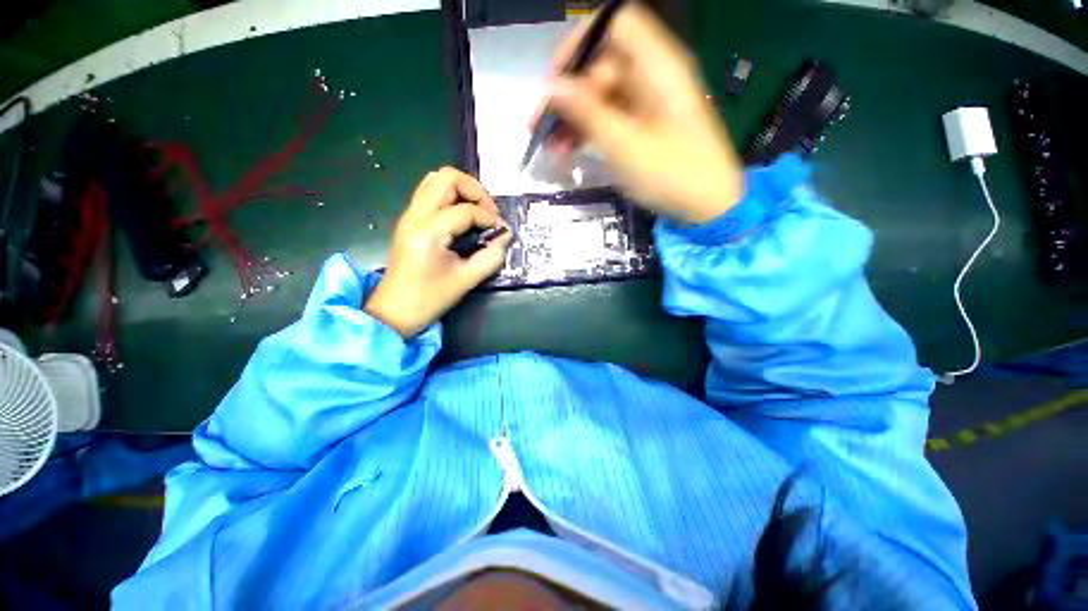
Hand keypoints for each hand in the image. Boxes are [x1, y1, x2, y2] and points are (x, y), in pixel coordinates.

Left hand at [365, 167, 510, 337]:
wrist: (395, 311)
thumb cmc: (430, 298)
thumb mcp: (466, 280)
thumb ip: (491, 257)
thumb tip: (504, 236)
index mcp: (429, 231)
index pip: (466, 210)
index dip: (489, 218)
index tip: (502, 232)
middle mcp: (416, 215)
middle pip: (446, 177)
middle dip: (475, 190)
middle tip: (489, 213)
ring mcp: (410, 215)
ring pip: (436, 180)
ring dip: (462, 190)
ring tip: (478, 212)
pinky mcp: (410, 221)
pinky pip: (430, 193)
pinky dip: (451, 197)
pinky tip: (463, 217)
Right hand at [537, 3, 743, 223]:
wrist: (707, 207)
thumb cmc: (673, 175)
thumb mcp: (625, 146)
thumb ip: (588, 113)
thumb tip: (552, 87)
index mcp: (657, 67)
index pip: (614, 26)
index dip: (581, 44)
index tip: (555, 79)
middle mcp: (652, 76)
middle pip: (600, 66)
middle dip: (567, 95)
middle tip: (539, 128)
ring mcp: (647, 103)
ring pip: (600, 97)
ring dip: (572, 119)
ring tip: (550, 148)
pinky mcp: (643, 126)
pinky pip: (608, 118)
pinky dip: (587, 132)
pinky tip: (567, 152)